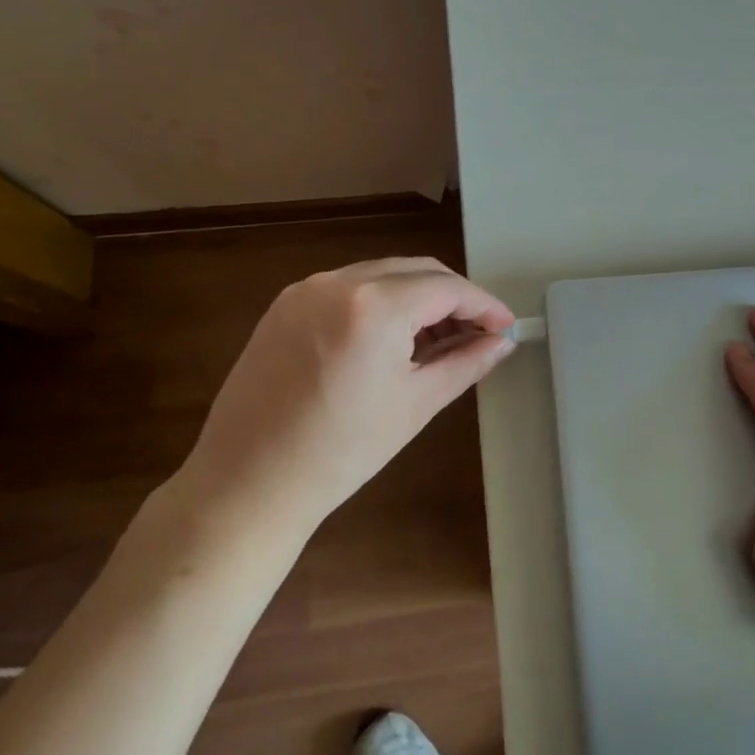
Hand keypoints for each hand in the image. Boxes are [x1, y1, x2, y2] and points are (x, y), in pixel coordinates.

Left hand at [179, 258, 515, 534]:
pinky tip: (392, 338)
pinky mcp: (285, 304)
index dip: (483, 305)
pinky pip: (348, 287)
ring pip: (382, 275)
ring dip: (417, 297)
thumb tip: (502, 342)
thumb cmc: (342, 451)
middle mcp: (338, 282)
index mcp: (374, 306)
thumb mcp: (416, 404)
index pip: (446, 288)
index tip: (506, 326)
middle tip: (478, 332)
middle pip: (416, 270)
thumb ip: (466, 363)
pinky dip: (380, 301)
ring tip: (438, 339)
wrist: (248, 483)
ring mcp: (305, 289)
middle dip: (453, 297)